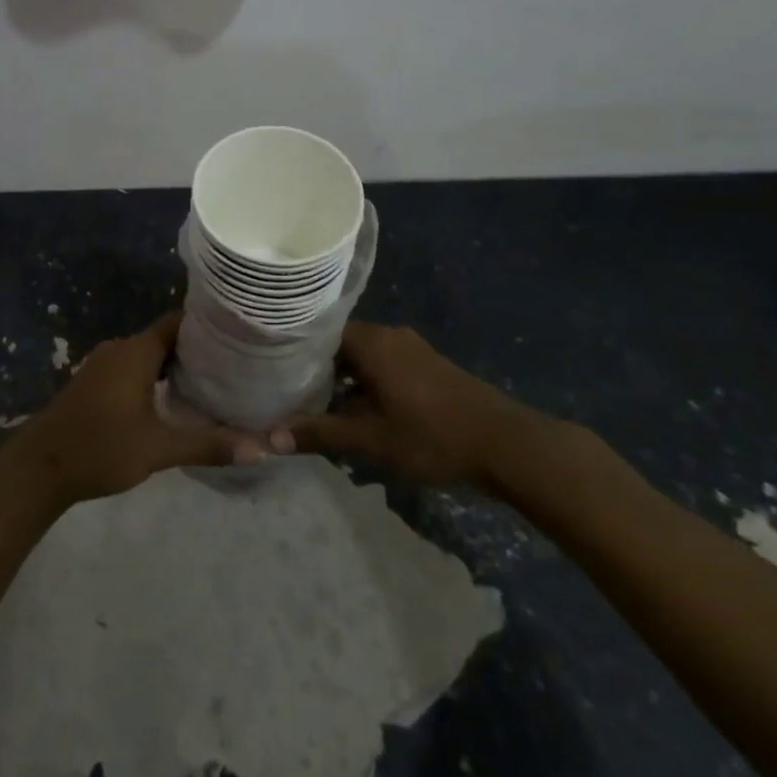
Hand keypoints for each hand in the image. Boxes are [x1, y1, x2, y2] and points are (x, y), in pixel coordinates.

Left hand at [2, 314, 265, 510]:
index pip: (179, 322)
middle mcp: (120, 349)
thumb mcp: (159, 449)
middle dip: (196, 348)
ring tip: (211, 379)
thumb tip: (261, 450)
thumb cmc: (101, 448)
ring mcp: (102, 364)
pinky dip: (154, 374)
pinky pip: (131, 366)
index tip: (237, 334)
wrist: (40, 467)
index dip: (207, 325)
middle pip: (165, 337)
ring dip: (174, 363)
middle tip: (233, 362)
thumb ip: (208, 445)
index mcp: (137, 352)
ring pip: (147, 353)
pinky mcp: (93, 382)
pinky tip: (171, 397)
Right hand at [280, 322, 546, 490]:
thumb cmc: (432, 436)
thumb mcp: (371, 440)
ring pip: (363, 356)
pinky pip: (383, 365)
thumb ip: (320, 434)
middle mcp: (389, 335)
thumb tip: (269, 437)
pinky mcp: (428, 366)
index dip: (293, 351)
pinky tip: (357, 410)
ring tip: (316, 405)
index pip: (318, 332)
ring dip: (343, 378)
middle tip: (287, 392)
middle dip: (316, 369)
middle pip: (339, 344)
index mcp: (372, 341)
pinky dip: (366, 382)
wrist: (507, 444)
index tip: (270, 369)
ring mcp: (412, 349)